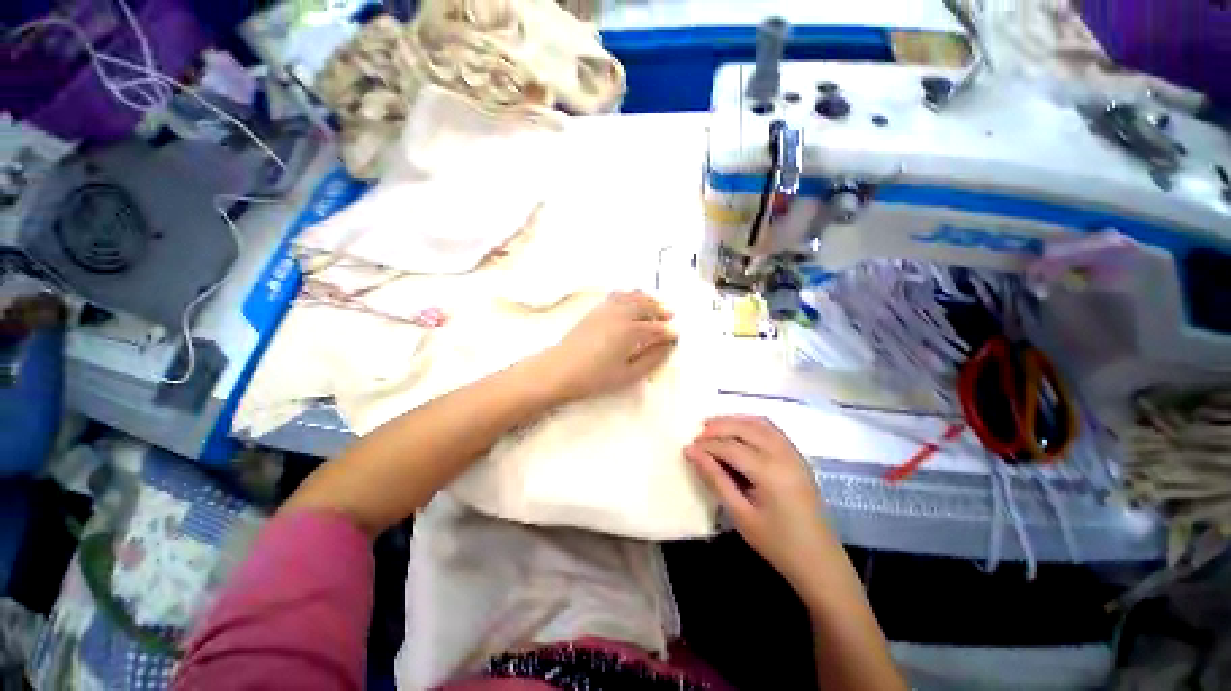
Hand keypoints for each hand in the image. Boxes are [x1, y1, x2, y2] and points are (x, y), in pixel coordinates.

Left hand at [538, 291, 676, 402]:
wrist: (559, 370)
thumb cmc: (595, 377)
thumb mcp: (628, 374)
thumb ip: (651, 359)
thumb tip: (668, 346)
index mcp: (631, 331)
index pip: (656, 328)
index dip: (669, 332)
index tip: (676, 336)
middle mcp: (621, 314)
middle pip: (647, 305)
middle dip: (661, 310)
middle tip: (670, 316)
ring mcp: (607, 309)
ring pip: (633, 296)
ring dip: (647, 299)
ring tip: (655, 306)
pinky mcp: (596, 309)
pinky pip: (618, 295)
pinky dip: (630, 295)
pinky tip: (632, 302)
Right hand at [685, 415, 839, 589]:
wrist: (819, 560)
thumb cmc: (776, 543)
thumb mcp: (740, 514)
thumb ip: (715, 479)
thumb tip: (692, 452)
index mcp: (770, 472)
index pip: (730, 447)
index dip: (707, 446)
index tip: (687, 449)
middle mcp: (783, 455)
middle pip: (744, 428)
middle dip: (718, 427)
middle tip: (697, 435)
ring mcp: (793, 453)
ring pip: (759, 423)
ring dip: (734, 420)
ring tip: (712, 426)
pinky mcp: (798, 456)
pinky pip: (771, 429)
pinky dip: (751, 424)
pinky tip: (738, 430)